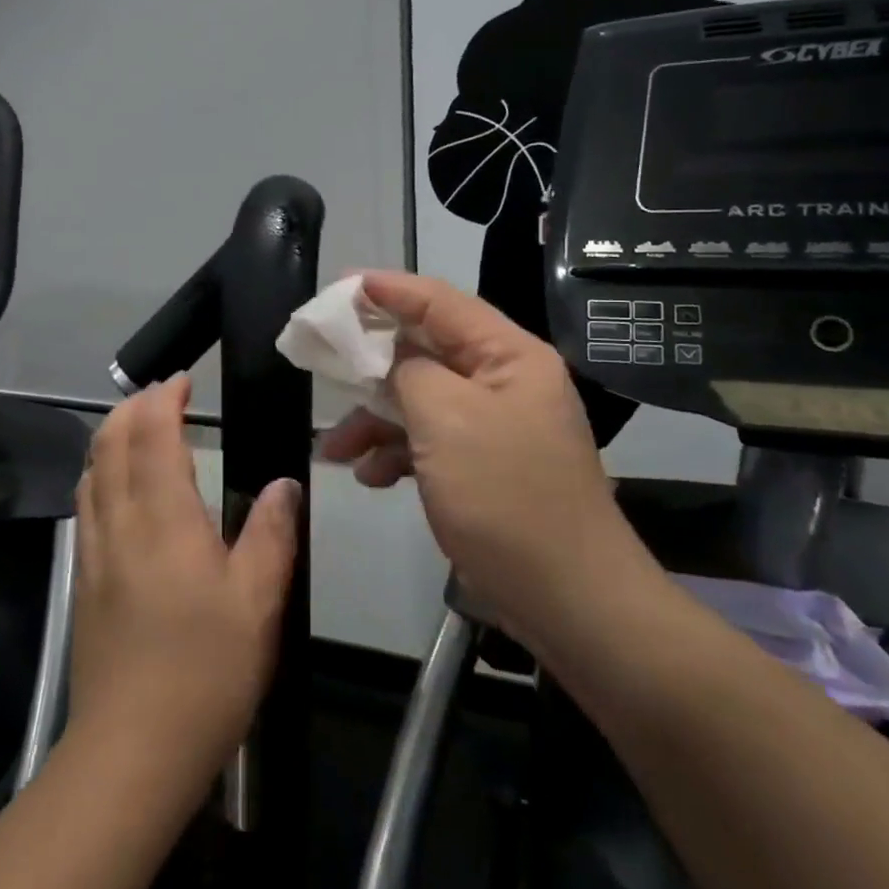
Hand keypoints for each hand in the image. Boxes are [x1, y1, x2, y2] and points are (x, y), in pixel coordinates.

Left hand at [69, 374, 299, 775]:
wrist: (132, 750)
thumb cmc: (205, 672)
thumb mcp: (258, 603)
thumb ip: (271, 535)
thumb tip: (284, 484)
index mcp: (165, 520)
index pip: (152, 436)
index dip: (162, 400)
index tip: (181, 381)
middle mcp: (120, 523)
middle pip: (109, 443)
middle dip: (131, 408)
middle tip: (161, 396)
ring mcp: (94, 552)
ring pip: (90, 471)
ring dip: (110, 436)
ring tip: (138, 427)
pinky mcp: (83, 580)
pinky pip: (85, 504)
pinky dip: (99, 472)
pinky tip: (117, 487)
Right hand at [319, 271, 665, 647]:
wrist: (567, 601)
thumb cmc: (505, 496)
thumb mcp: (447, 420)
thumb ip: (409, 371)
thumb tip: (390, 358)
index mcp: (508, 356)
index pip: (440, 302)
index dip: (388, 290)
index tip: (337, 288)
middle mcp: (502, 382)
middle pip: (425, 351)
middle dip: (370, 362)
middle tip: (321, 359)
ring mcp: (492, 427)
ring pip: (419, 401)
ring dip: (374, 419)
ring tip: (333, 448)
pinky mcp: (480, 467)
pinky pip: (428, 442)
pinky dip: (394, 453)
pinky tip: (369, 477)